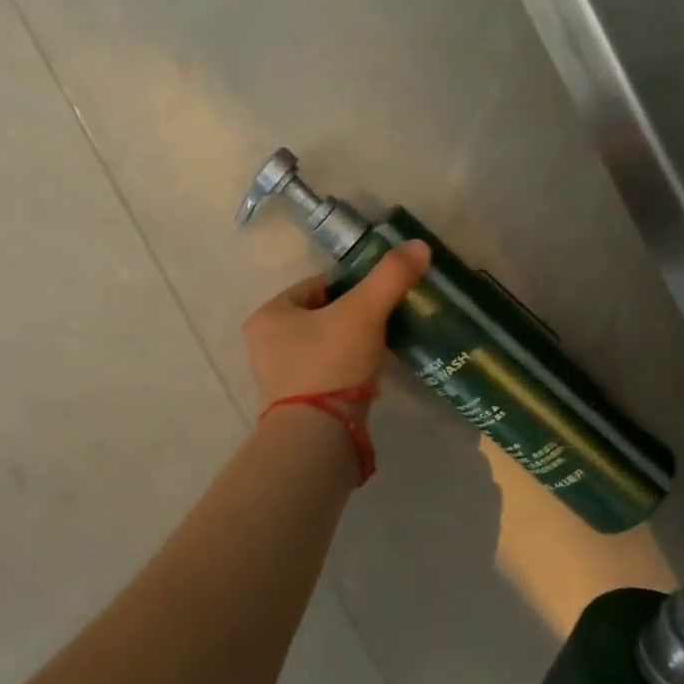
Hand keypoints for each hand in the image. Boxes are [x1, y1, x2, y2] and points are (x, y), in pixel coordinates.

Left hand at [242, 240, 430, 412]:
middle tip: (384, 324)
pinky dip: (346, 372)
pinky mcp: (295, 406)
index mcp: (269, 316)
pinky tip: (368, 378)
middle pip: (320, 317)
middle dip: (352, 318)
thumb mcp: (364, 312)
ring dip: (350, 346)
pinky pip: (325, 375)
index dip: (352, 288)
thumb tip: (419, 246)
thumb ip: (391, 276)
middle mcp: (264, 345)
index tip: (380, 298)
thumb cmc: (331, 364)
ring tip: (380, 350)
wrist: (318, 438)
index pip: (316, 286)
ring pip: (323, 347)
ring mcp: (277, 379)